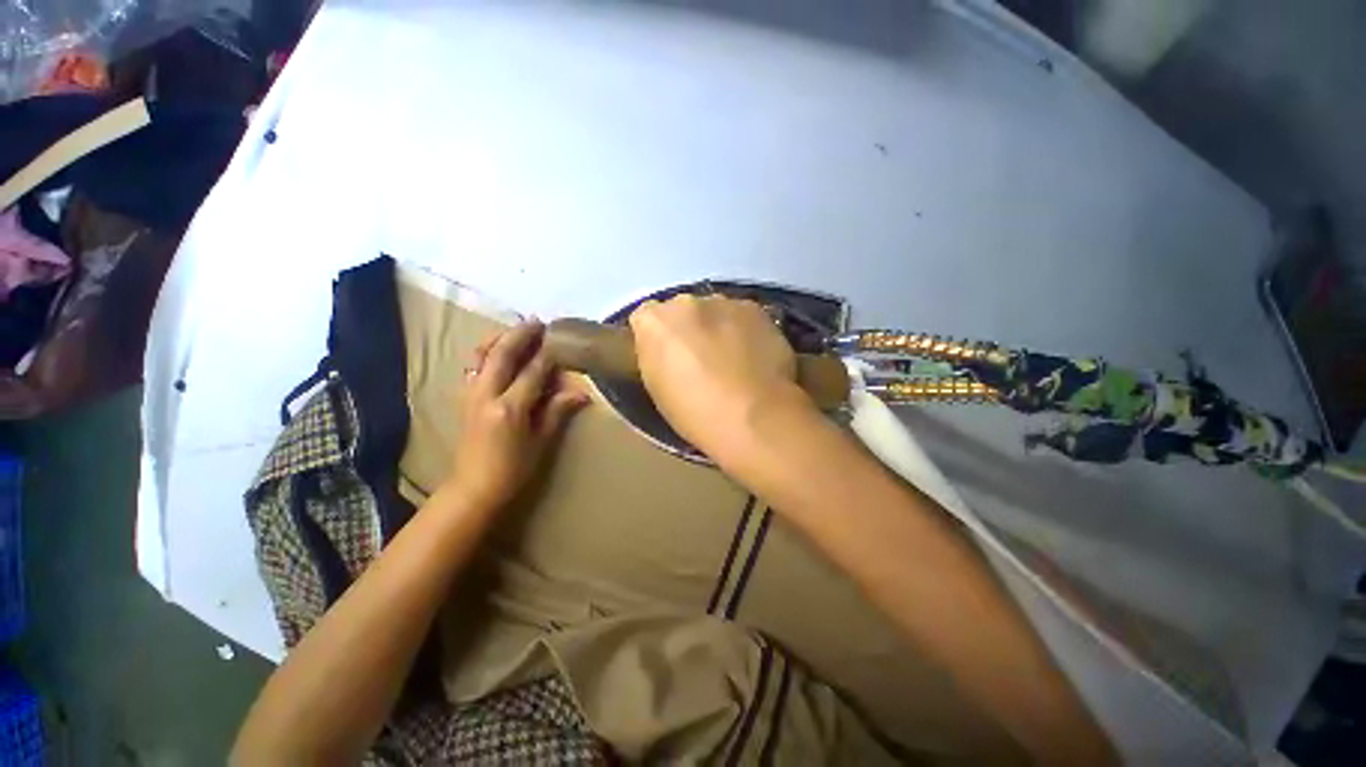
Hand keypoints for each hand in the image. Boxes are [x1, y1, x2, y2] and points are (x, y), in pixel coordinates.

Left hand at [449, 321, 588, 509]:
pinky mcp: (464, 399)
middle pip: (501, 354)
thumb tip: (581, 393)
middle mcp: (486, 395)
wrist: (473, 488)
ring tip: (515, 330)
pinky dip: (486, 353)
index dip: (548, 355)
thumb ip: (558, 412)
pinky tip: (496, 351)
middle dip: (519, 335)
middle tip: (536, 322)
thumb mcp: (541, 442)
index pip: (532, 372)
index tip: (560, 340)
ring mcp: (470, 395)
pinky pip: (473, 367)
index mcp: (509, 408)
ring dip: (498, 339)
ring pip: (481, 356)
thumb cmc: (513, 469)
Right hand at [629, 295, 809, 459]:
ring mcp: (722, 302)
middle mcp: (684, 302)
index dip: (657, 339)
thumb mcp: (658, 389)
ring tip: (732, 359)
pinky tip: (754, 356)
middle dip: (687, 328)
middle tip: (700, 358)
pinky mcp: (754, 308)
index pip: (645, 319)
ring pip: (713, 310)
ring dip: (716, 327)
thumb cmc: (696, 414)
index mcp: (652, 322)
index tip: (666, 358)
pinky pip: (741, 316)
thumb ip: (656, 358)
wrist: (755, 417)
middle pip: (680, 310)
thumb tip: (666, 350)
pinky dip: (743, 331)